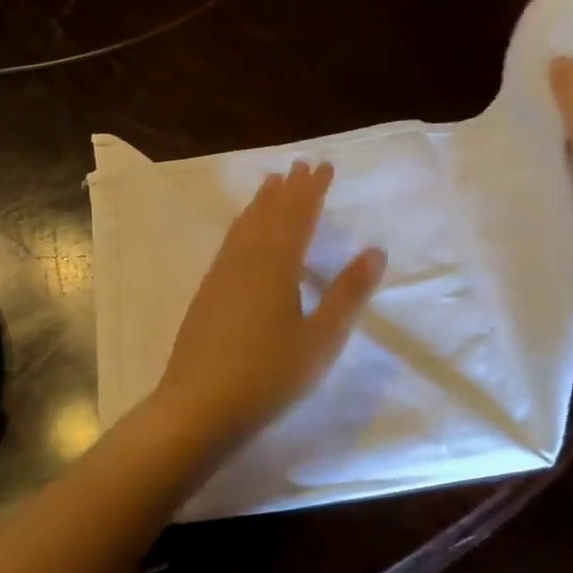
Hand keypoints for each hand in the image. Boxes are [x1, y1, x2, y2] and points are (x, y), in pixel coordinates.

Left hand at [152, 161, 385, 453]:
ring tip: (272, 183)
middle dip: (288, 188)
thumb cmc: (268, 375)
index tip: (324, 167)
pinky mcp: (207, 292)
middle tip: (301, 164)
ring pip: (245, 225)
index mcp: (277, 265)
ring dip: (263, 201)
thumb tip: (375, 251)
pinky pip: (231, 241)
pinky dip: (244, 224)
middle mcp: (246, 259)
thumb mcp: (321, 339)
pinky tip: (244, 233)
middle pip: (270, 213)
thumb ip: (347, 294)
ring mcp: (222, 274)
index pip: (299, 215)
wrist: (197, 407)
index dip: (313, 190)